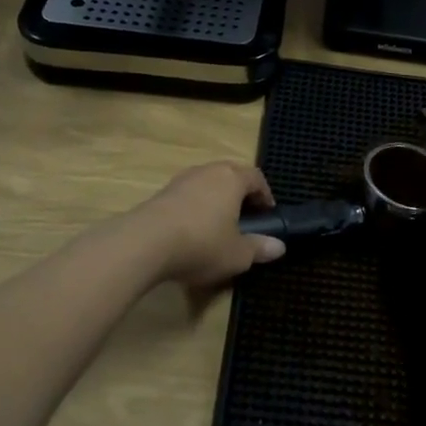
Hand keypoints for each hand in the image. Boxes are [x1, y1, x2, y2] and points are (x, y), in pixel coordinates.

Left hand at [128, 161, 284, 289]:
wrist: (145, 243)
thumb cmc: (201, 244)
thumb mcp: (237, 254)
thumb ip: (259, 248)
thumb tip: (279, 246)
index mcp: (232, 178)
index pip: (256, 177)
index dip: (265, 195)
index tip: (268, 215)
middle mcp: (208, 171)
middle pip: (231, 176)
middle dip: (240, 196)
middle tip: (245, 221)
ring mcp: (182, 179)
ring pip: (207, 185)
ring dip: (216, 201)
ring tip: (218, 227)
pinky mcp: (161, 193)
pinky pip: (187, 196)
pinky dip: (195, 209)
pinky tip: (191, 232)